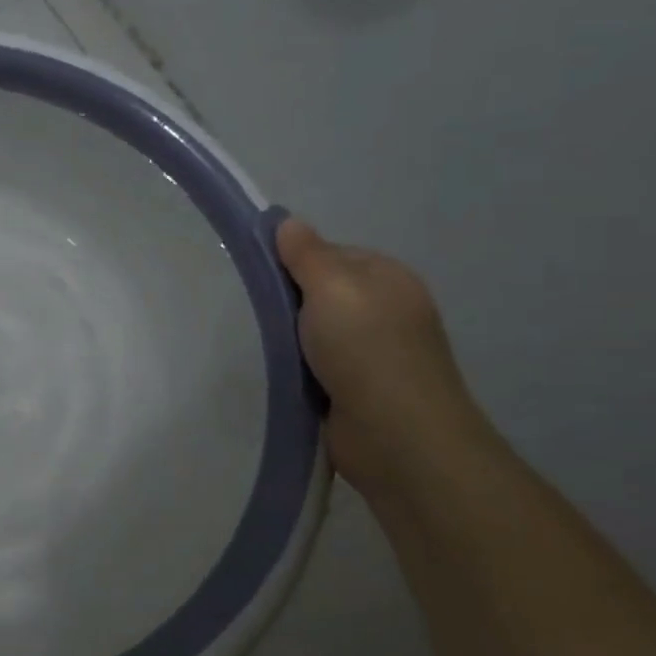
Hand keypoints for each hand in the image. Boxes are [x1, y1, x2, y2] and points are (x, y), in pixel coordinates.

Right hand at [274, 216, 484, 495]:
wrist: (396, 434)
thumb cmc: (365, 349)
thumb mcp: (332, 287)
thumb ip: (307, 254)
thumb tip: (287, 221)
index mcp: (388, 278)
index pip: (331, 254)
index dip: (295, 261)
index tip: (262, 276)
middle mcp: (386, 310)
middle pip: (322, 293)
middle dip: (291, 302)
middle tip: (258, 312)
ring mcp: (375, 352)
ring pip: (317, 331)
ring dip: (292, 339)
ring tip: (265, 346)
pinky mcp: (359, 388)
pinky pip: (318, 365)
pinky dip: (299, 368)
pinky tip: (283, 373)